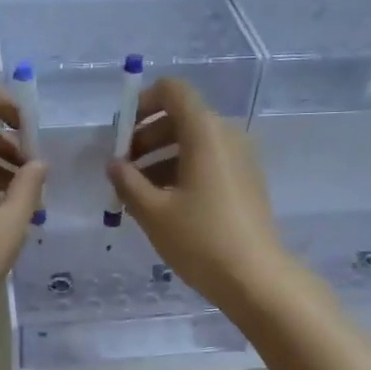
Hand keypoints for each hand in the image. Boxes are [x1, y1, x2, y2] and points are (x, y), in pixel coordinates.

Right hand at [105, 77, 292, 313]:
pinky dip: (181, 171)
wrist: (256, 278)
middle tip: (122, 169)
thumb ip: (127, 181)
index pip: (173, 91)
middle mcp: (227, 135)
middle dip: (146, 137)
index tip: (121, 133)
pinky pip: (208, 162)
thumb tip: (114, 164)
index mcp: (205, 132)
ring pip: (193, 143)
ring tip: (136, 192)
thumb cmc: (201, 239)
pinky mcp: (245, 181)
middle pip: (181, 117)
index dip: (142, 103)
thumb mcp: (153, 212)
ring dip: (161, 158)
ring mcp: (241, 158)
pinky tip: (162, 204)